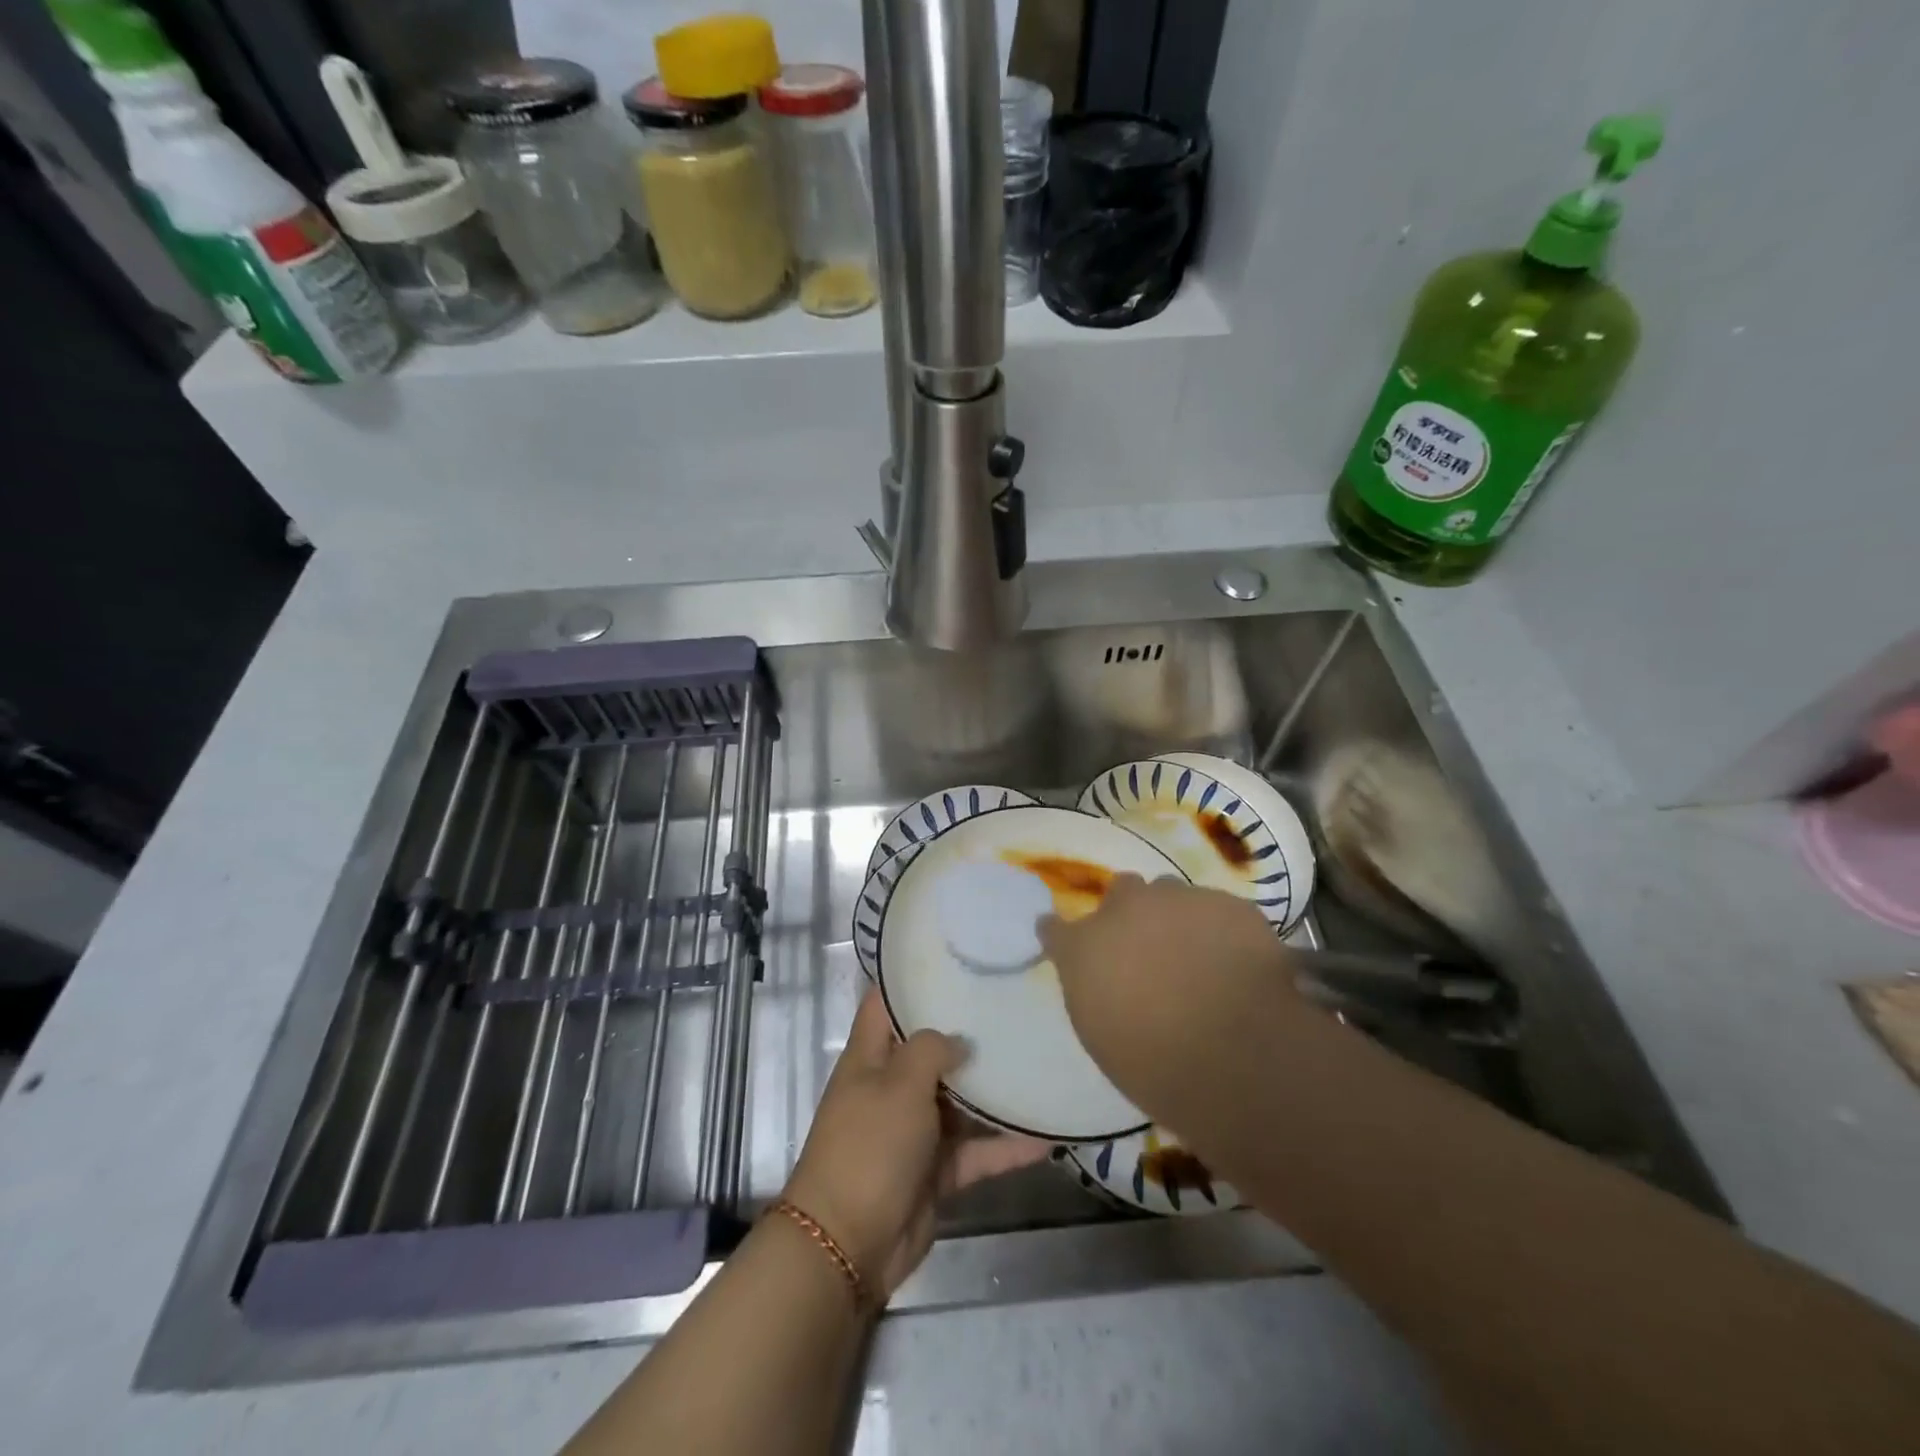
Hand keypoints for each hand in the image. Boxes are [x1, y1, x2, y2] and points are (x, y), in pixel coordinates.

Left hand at [782, 988, 1048, 1301]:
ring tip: (1039, 1062)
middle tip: (1015, 1005)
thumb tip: (960, 1041)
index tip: (955, 960)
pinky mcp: (936, 1171)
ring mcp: (915, 1131)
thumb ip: (931, 1049)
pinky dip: (1006, 1147)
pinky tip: (1047, 1137)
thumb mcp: (899, 1083)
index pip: (886, 1003)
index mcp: (871, 1057)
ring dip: (994, 1091)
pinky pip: (977, 1152)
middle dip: (968, 1032)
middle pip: (932, 1051)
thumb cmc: (869, 1146)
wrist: (848, 1245)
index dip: (912, 979)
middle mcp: (892, 1087)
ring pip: (960, 1102)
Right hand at [1038, 874, 1304, 1100]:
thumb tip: (1103, 978)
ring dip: (1174, 915)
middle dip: (1130, 911)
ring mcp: (1179, 899)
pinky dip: (1219, 929)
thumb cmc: (1156, 1064)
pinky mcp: (1228, 904)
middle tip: (1147, 947)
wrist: (1238, 1055)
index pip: (1054, 927)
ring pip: (1170, 892)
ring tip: (1195, 953)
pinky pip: (1216, 908)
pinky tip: (1234, 960)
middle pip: (1121, 890)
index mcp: (1083, 946)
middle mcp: (1124, 909)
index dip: (1063, 936)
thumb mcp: (1101, 1034)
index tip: (1071, 947)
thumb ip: (1094, 989)